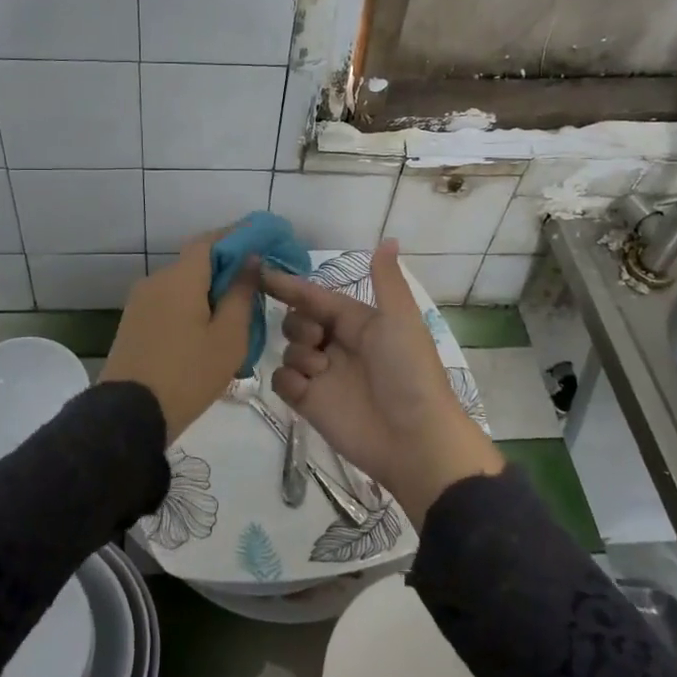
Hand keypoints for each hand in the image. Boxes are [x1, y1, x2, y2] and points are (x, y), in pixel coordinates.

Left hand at [101, 231, 256, 441]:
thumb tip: (249, 259)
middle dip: (225, 270)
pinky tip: (206, 333)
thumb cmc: (188, 374)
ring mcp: (140, 302)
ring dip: (207, 293)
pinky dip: (190, 308)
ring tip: (234, 318)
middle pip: (196, 263)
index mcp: (180, 277)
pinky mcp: (133, 324)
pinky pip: (168, 304)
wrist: (129, 415)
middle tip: (254, 289)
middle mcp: (156, 281)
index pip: (210, 240)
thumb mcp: (228, 337)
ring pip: (182, 286)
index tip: (262, 242)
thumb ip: (241, 293)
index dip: (237, 236)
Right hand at [262, 239, 502, 520]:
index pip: (317, 298)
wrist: (414, 438)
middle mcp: (338, 346)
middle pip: (297, 322)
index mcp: (358, 323)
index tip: (261, 274)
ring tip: (320, 371)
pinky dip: (289, 380)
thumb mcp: (400, 319)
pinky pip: (283, 381)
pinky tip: (307, 389)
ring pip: (289, 350)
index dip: (291, 286)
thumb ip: (386, 279)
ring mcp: (323, 376)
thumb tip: (388, 239)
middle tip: (317, 339)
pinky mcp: (310, 405)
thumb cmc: (408, 371)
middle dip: (298, 324)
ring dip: (298, 353)